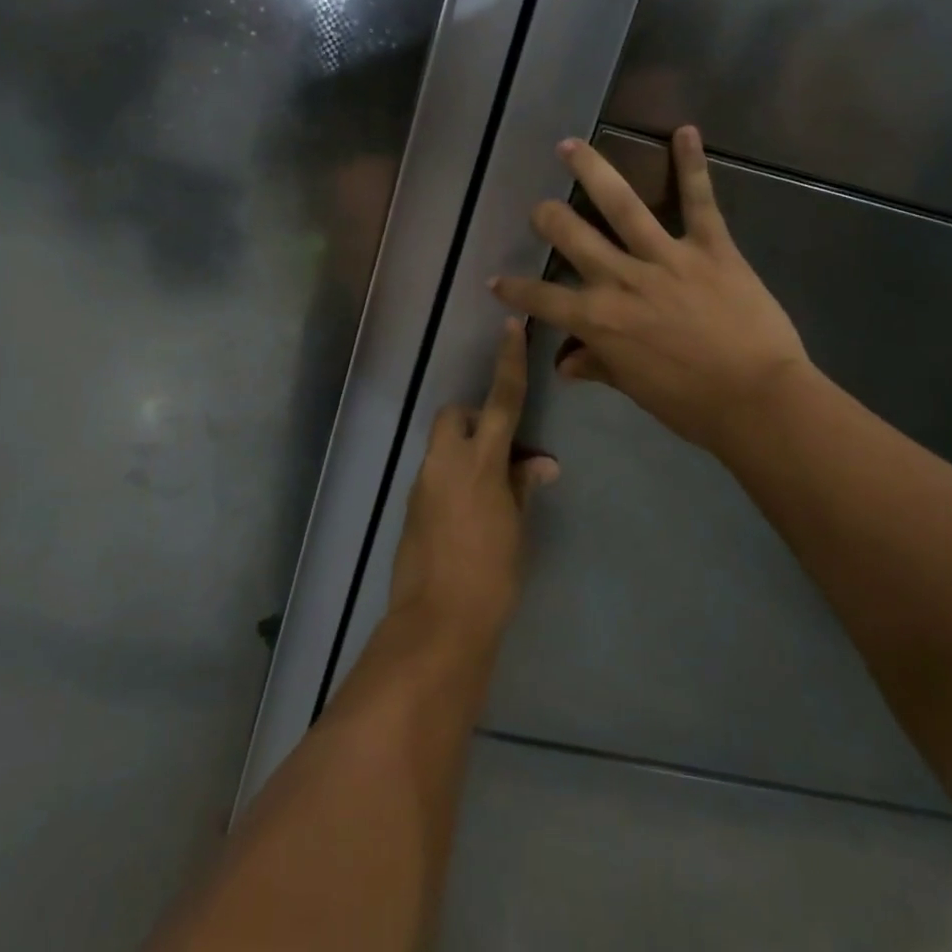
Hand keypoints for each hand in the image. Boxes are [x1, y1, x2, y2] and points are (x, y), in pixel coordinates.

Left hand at [387, 319, 559, 645]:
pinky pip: (435, 474)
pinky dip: (453, 478)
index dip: (508, 362)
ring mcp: (423, 484)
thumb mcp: (517, 529)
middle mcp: (445, 463)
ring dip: (465, 453)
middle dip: (474, 420)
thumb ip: (523, 487)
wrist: (438, 624)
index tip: (510, 328)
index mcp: (480, 462)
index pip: (500, 400)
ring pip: (443, 446)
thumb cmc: (492, 576)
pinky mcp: (411, 506)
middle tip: (500, 452)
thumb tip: (540, 463)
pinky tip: (471, 515)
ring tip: (492, 493)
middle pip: (454, 416)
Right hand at [491, 126, 809, 459]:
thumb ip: (598, 366)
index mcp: (600, 319)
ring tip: (570, 146)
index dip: (513, 290)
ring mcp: (665, 258)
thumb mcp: (635, 389)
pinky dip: (692, 165)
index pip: (542, 299)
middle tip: (541, 208)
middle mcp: (622, 279)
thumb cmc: (692, 404)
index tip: (495, 280)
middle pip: (571, 236)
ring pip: (620, 204)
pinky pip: (699, 201)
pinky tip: (684, 130)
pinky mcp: (710, 247)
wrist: (759, 400)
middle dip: (548, 218)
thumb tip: (565, 364)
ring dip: (592, 171)